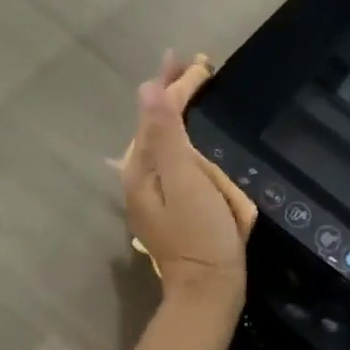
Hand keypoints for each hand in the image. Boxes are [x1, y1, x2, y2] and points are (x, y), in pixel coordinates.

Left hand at [121, 53, 249, 308]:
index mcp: (142, 168)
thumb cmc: (201, 234)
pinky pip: (171, 157)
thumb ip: (166, 135)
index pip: (156, 113)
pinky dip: (182, 135)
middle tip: (195, 67)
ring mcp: (153, 192)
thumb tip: (147, 90)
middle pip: (154, 124)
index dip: (173, 85)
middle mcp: (141, 176)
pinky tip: (189, 133)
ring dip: (176, 111)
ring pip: (161, 140)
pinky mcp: (170, 204)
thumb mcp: (185, 181)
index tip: (190, 59)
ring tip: (192, 88)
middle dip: (171, 93)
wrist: (209, 290)